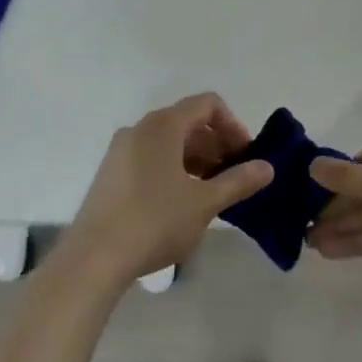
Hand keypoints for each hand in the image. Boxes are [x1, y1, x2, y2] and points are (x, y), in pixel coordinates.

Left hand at [65, 94, 273, 285]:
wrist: (93, 258)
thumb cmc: (154, 222)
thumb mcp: (205, 203)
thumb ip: (239, 181)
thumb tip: (268, 167)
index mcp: (163, 125)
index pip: (208, 104)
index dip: (233, 124)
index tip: (245, 155)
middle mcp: (140, 128)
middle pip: (188, 121)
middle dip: (217, 144)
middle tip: (234, 176)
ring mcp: (121, 150)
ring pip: (169, 142)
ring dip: (197, 158)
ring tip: (212, 191)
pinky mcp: (111, 173)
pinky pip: (151, 157)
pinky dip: (174, 168)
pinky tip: (182, 201)